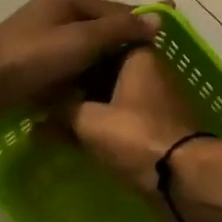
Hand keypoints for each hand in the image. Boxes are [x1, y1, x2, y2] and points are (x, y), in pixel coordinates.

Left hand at [0, 0, 156, 129]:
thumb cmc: (32, 56)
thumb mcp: (82, 39)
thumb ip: (120, 28)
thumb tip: (159, 18)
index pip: (114, 9)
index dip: (142, 19)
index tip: (170, 29)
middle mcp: (54, 13)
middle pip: (101, 29)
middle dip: (125, 45)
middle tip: (154, 63)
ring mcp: (43, 39)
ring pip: (86, 51)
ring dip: (106, 65)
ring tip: (133, 82)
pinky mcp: (34, 64)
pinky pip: (71, 67)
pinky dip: (86, 77)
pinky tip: (102, 93)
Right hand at [57, 46, 203, 190]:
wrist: (183, 177)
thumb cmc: (136, 136)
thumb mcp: (88, 121)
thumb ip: (62, 112)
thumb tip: (38, 119)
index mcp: (139, 55)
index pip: (100, 44)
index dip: (72, 57)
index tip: (47, 70)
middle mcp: (152, 71)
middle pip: (107, 73)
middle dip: (78, 88)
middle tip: (45, 100)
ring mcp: (159, 101)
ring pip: (115, 98)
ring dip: (90, 110)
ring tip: (57, 122)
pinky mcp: (161, 127)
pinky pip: (126, 120)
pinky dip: (105, 127)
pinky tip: (80, 139)